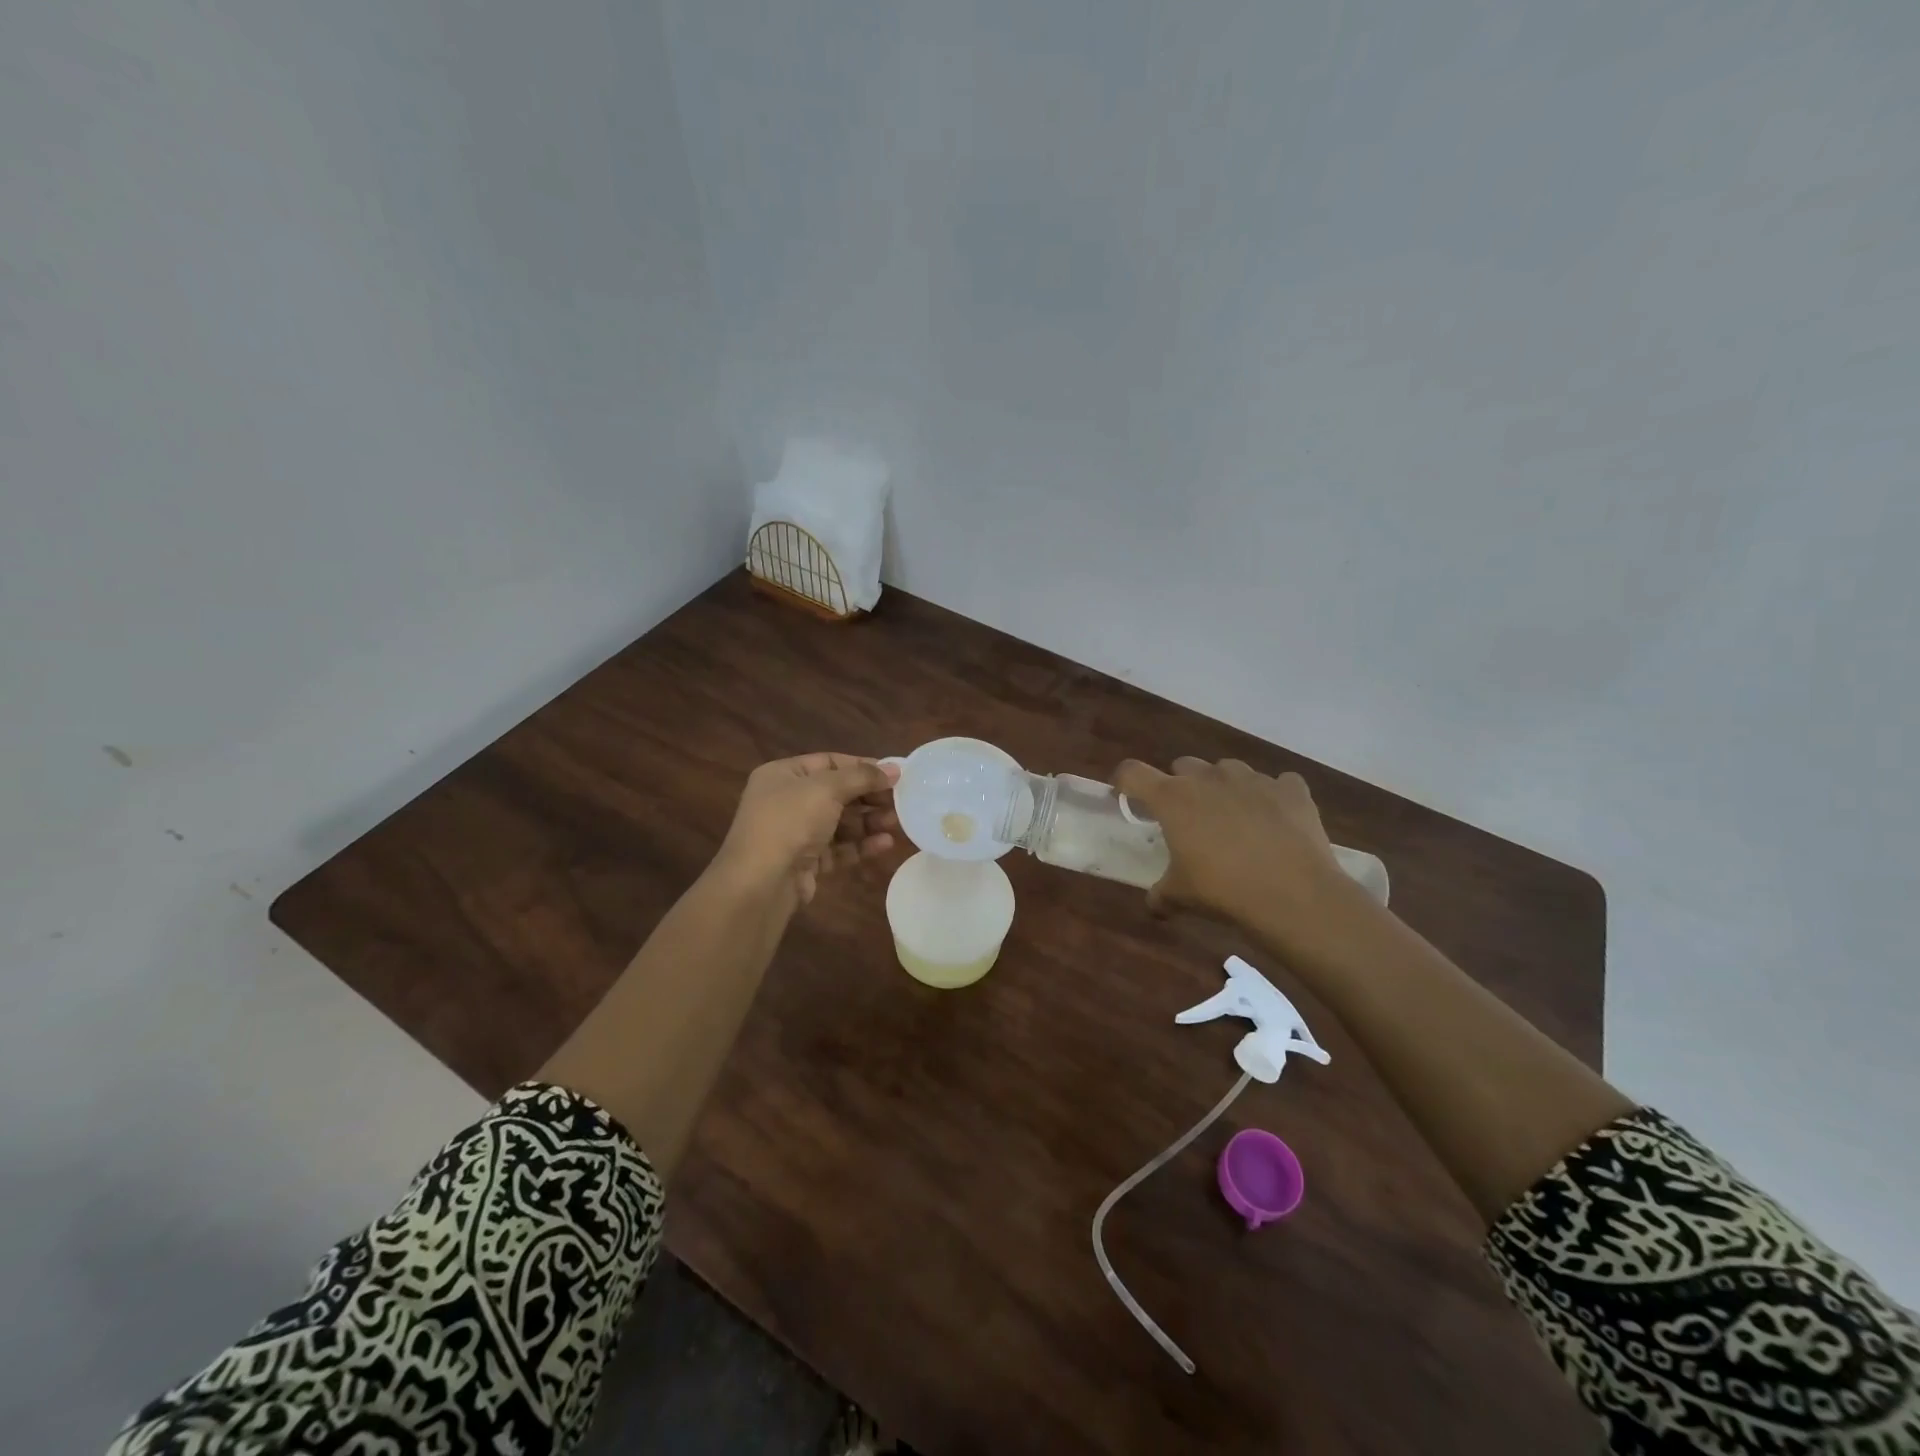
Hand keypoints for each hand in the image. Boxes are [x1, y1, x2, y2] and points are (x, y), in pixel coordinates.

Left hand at [713, 754, 899, 906]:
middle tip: (899, 801)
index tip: (893, 774)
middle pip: (837, 793)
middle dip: (869, 797)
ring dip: (869, 822)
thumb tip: (893, 769)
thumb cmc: (790, 822)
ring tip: (896, 823)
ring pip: (840, 822)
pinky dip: (861, 845)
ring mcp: (796, 833)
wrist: (760, 882)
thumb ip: (862, 777)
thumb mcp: (826, 789)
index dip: (862, 766)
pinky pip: (839, 848)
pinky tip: (885, 844)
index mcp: (783, 775)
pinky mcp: (807, 862)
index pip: (829, 762)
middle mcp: (787, 801)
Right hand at [1113, 757, 1368, 955]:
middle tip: (1187, 816)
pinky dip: (1272, 798)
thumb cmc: (1222, 889)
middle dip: (1180, 785)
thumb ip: (1161, 894)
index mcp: (1172, 798)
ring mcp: (1252, 779)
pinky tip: (1276, 821)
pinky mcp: (1290, 789)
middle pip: (1183, 765)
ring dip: (1224, 787)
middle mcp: (1209, 778)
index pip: (1132, 773)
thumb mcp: (1180, 896)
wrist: (1292, 894)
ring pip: (1228, 770)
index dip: (1124, 781)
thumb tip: (1154, 905)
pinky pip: (1277, 784)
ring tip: (1233, 818)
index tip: (1124, 794)